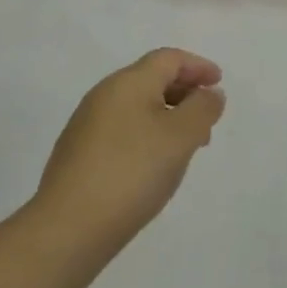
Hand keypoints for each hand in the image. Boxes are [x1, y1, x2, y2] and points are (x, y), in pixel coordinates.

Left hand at [31, 48, 225, 260]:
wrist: (68, 228)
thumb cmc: (133, 172)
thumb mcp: (182, 136)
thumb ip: (203, 108)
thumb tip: (209, 93)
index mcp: (128, 82)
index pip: (169, 59)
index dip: (198, 66)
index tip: (218, 83)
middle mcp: (103, 95)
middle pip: (151, 79)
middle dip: (184, 92)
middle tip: (207, 118)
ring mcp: (86, 125)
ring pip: (137, 107)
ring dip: (167, 116)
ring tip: (186, 146)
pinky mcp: (78, 154)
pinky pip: (122, 130)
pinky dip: (146, 135)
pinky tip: (154, 165)